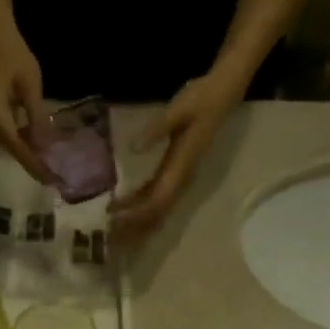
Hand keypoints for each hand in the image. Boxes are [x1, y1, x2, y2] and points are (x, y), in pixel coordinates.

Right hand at [0, 21, 50, 182]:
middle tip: (53, 178)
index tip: (50, 179)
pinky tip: (37, 148)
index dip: (33, 162)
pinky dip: (21, 142)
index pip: (16, 144)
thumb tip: (46, 147)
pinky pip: (5, 136)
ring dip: (28, 154)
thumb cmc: (14, 56)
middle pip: (10, 148)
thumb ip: (37, 118)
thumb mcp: (31, 86)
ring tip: (49, 167)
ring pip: (8, 144)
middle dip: (32, 162)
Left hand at [110, 65, 247, 241]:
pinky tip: (121, 207)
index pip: (158, 201)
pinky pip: (156, 195)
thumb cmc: (200, 99)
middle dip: (133, 226)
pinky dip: (139, 205)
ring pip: (157, 208)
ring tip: (111, 228)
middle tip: (108, 235)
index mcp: (180, 167)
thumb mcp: (177, 109)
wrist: (221, 93)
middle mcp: (181, 178)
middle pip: (156, 212)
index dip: (137, 214)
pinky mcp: (175, 171)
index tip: (115, 219)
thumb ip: (156, 129)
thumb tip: (134, 148)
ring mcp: (179, 176)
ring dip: (135, 220)